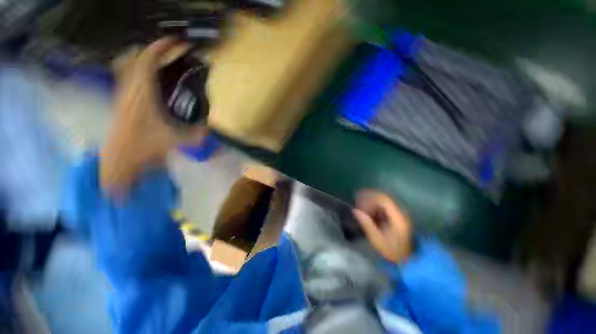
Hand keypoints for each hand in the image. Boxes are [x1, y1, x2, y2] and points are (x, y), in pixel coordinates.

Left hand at [101, 38, 207, 191]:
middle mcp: (131, 88)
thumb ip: (198, 134)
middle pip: (138, 58)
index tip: (176, 42)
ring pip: (131, 64)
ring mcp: (123, 92)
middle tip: (173, 52)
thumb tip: (212, 128)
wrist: (121, 157)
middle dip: (155, 50)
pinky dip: (140, 69)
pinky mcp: (121, 98)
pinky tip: (151, 77)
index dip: (161, 47)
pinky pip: (129, 75)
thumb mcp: (178, 140)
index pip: (148, 60)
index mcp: (144, 94)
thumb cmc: (146, 147)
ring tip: (164, 61)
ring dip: (147, 59)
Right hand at [353, 190, 412, 263]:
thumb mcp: (378, 239)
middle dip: (368, 199)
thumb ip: (367, 224)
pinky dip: (373, 206)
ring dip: (370, 202)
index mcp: (397, 217)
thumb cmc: (392, 251)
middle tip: (357, 204)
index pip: (384, 200)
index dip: (370, 199)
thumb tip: (355, 210)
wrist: (406, 259)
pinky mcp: (395, 215)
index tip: (359, 204)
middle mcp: (399, 212)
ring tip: (360, 208)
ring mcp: (398, 213)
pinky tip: (367, 212)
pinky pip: (382, 206)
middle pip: (382, 198)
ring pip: (382, 201)